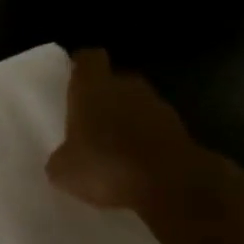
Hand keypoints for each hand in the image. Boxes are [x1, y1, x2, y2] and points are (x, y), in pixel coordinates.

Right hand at [45, 49, 213, 210]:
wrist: (171, 185)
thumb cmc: (106, 165)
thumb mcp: (64, 170)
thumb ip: (61, 157)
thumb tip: (64, 159)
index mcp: (92, 87)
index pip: (88, 58)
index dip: (81, 66)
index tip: (74, 77)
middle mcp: (126, 87)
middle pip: (115, 80)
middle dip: (105, 96)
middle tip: (91, 119)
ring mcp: (158, 107)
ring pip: (138, 104)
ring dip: (129, 119)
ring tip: (115, 147)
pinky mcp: (182, 130)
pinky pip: (156, 129)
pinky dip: (148, 140)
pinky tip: (137, 165)